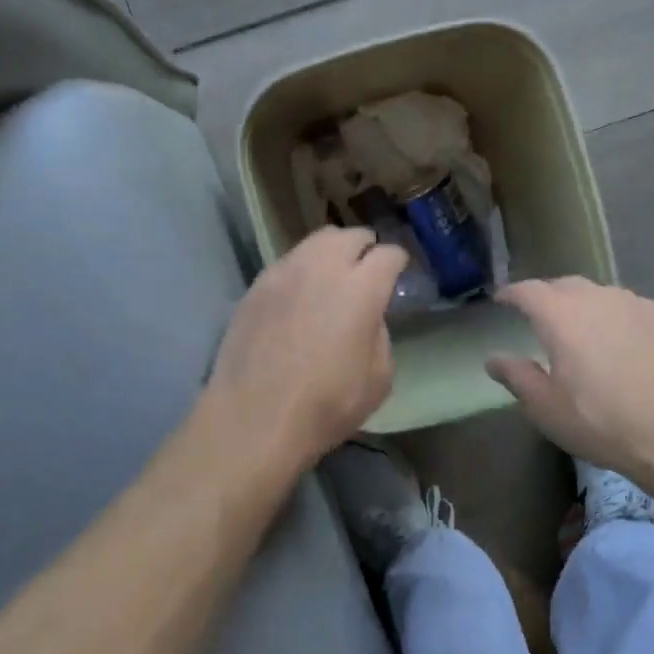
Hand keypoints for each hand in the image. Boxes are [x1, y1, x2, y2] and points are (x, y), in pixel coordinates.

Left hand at [206, 227, 407, 472]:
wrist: (254, 418)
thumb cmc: (327, 405)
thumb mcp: (379, 378)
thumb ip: (379, 334)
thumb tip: (368, 317)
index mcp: (361, 288)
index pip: (388, 254)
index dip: (398, 261)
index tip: (399, 273)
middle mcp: (322, 267)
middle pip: (350, 235)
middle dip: (365, 247)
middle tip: (367, 269)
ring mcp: (284, 272)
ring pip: (315, 242)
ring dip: (331, 253)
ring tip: (332, 277)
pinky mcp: (256, 286)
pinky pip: (287, 263)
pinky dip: (302, 270)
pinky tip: (300, 297)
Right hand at [486, 278, 653, 482]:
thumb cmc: (604, 422)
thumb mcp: (548, 408)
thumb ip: (517, 377)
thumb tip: (494, 359)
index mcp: (561, 315)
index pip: (527, 291)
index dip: (512, 294)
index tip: (502, 300)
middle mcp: (598, 297)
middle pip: (566, 286)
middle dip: (549, 297)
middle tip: (542, 318)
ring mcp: (638, 304)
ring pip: (603, 297)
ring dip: (588, 308)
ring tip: (587, 333)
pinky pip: (634, 312)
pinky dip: (621, 322)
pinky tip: (629, 348)